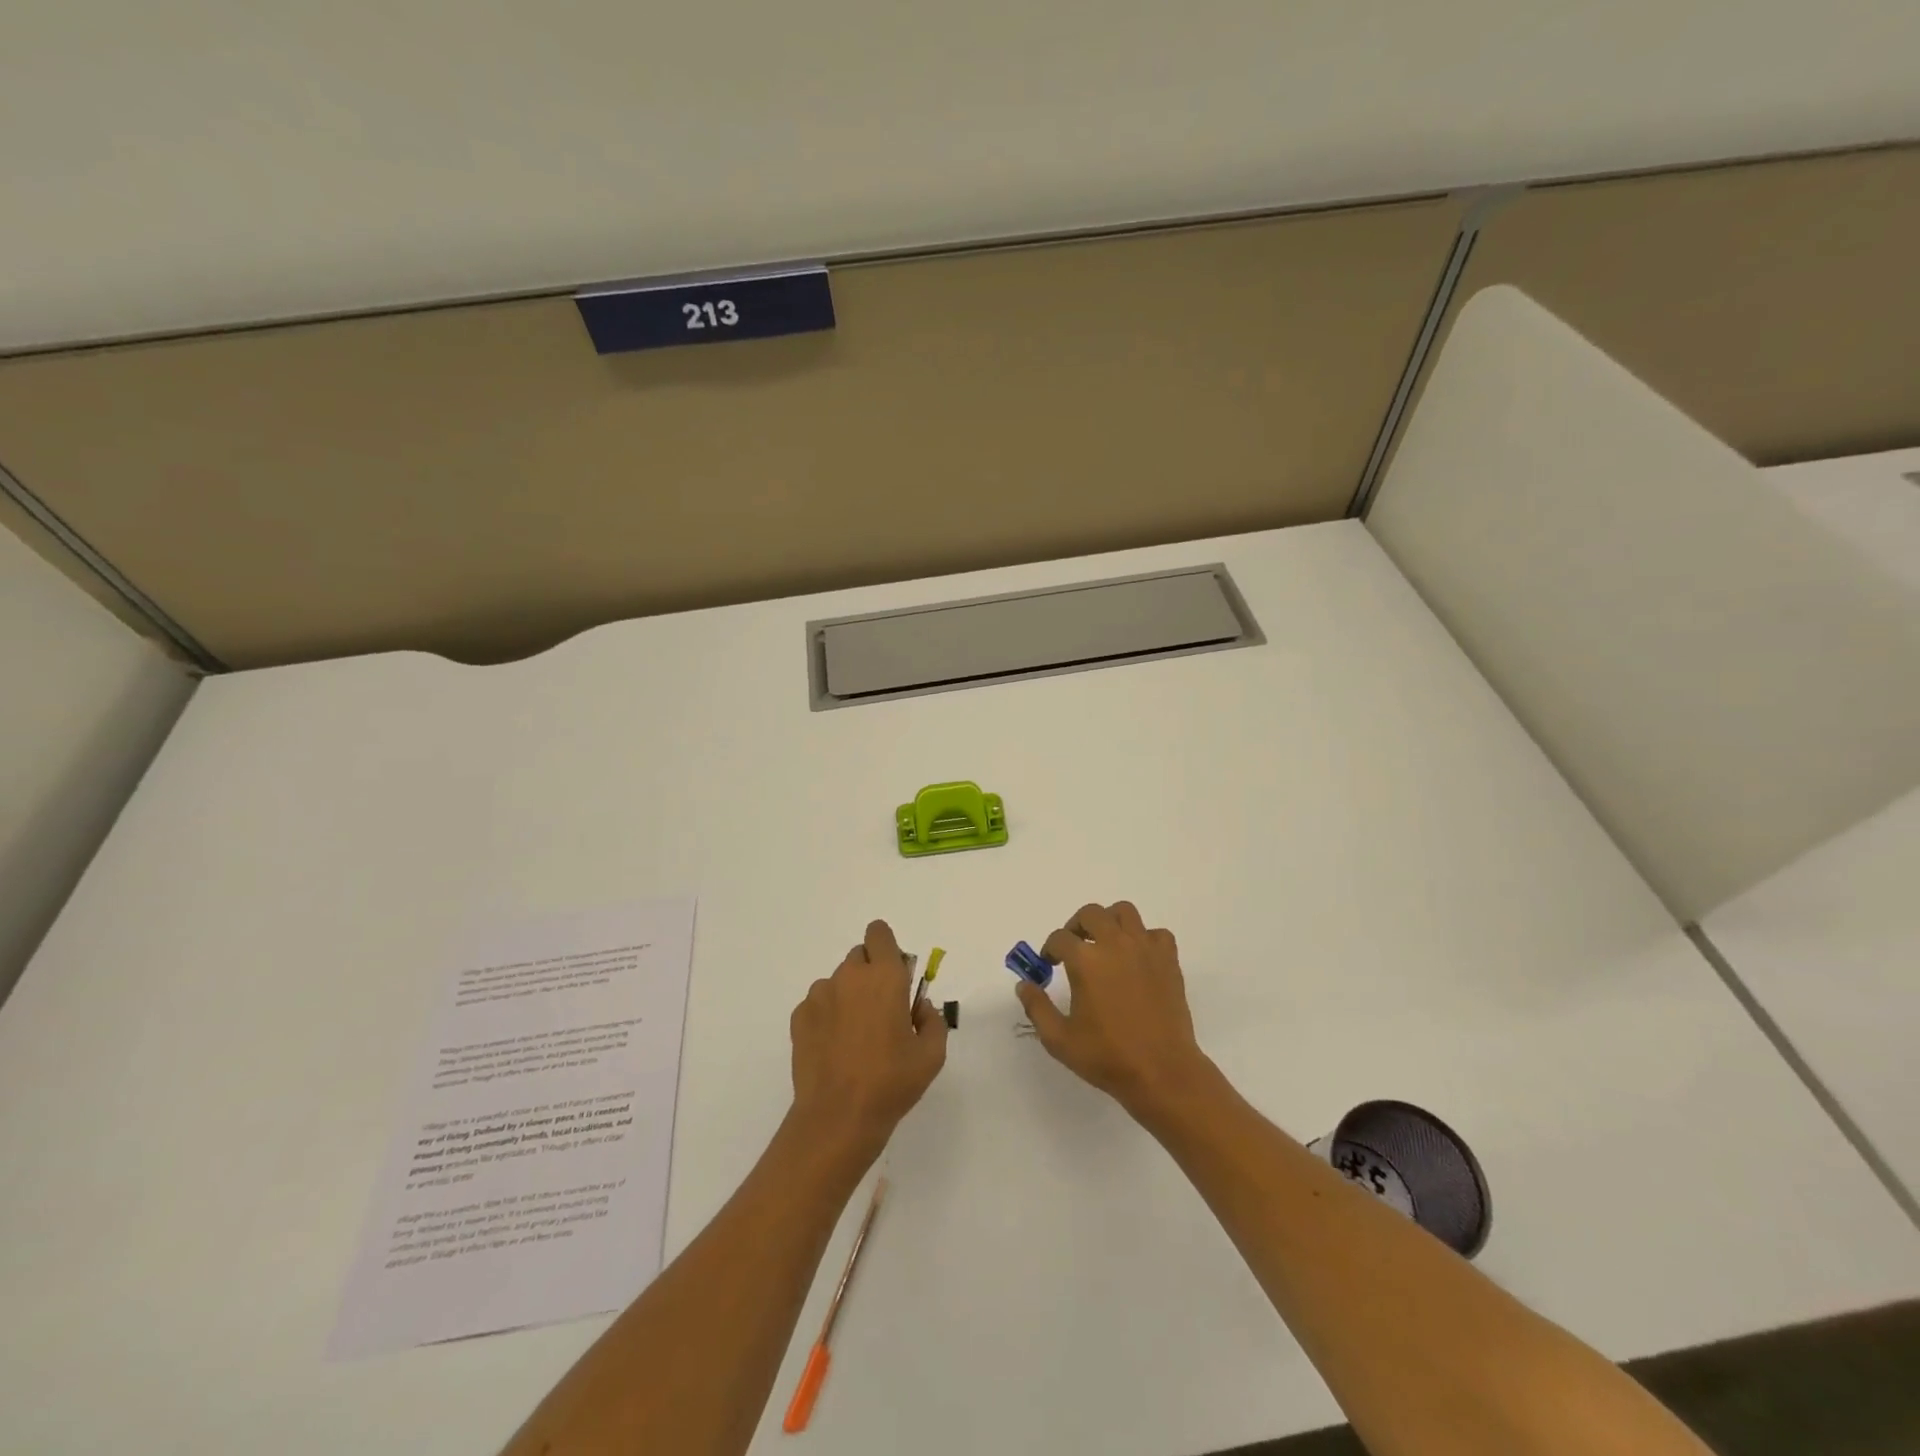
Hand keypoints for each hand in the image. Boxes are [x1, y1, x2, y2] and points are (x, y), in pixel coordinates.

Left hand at [790, 920, 948, 1159]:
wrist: (838, 1117)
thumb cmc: (891, 1083)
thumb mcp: (932, 1055)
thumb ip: (932, 1020)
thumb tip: (918, 1007)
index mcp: (885, 977)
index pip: (879, 933)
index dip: (887, 947)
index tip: (895, 974)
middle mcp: (850, 976)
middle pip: (860, 955)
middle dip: (871, 973)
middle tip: (880, 1011)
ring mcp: (820, 995)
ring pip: (838, 981)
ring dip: (848, 996)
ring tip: (855, 1036)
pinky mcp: (799, 1017)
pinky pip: (818, 1004)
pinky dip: (827, 1016)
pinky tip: (834, 1048)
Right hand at [1017, 901, 1215, 1120]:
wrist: (1162, 1072)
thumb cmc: (1108, 1057)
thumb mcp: (1059, 1039)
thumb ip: (1037, 1007)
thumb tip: (1024, 984)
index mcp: (1085, 961)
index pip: (1059, 938)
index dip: (1049, 949)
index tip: (1049, 964)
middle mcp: (1114, 944)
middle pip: (1091, 913)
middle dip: (1076, 925)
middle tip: (1073, 946)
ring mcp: (1145, 949)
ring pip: (1125, 912)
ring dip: (1110, 921)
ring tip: (1104, 942)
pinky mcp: (1168, 960)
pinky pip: (1156, 934)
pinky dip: (1144, 938)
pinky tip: (1137, 958)